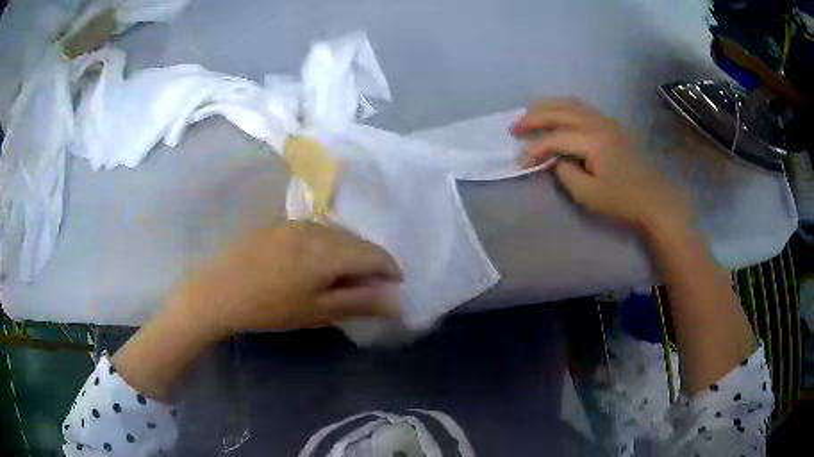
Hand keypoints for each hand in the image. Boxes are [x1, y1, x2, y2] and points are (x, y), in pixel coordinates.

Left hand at [175, 221, 403, 337]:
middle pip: (358, 241)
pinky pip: (319, 232)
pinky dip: (330, 248)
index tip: (395, 288)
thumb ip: (360, 302)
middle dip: (371, 263)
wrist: (219, 291)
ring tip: (344, 280)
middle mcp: (318, 228)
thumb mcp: (317, 311)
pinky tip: (318, 266)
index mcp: (329, 250)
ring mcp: (297, 223)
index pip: (375, 254)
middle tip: (369, 290)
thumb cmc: (270, 308)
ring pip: (339, 234)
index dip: (390, 270)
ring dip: (350, 254)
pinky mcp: (282, 225)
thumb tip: (397, 302)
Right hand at [512, 99, 690, 231]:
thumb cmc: (623, 201)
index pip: (556, 137)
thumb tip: (556, 159)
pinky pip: (582, 108)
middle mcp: (599, 122)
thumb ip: (566, 173)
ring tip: (529, 114)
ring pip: (571, 104)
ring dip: (547, 107)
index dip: (535, 148)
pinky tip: (556, 114)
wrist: (655, 200)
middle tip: (514, 127)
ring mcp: (607, 120)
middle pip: (560, 111)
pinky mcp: (612, 125)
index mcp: (594, 139)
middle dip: (534, 117)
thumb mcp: (589, 195)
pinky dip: (563, 108)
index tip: (520, 161)